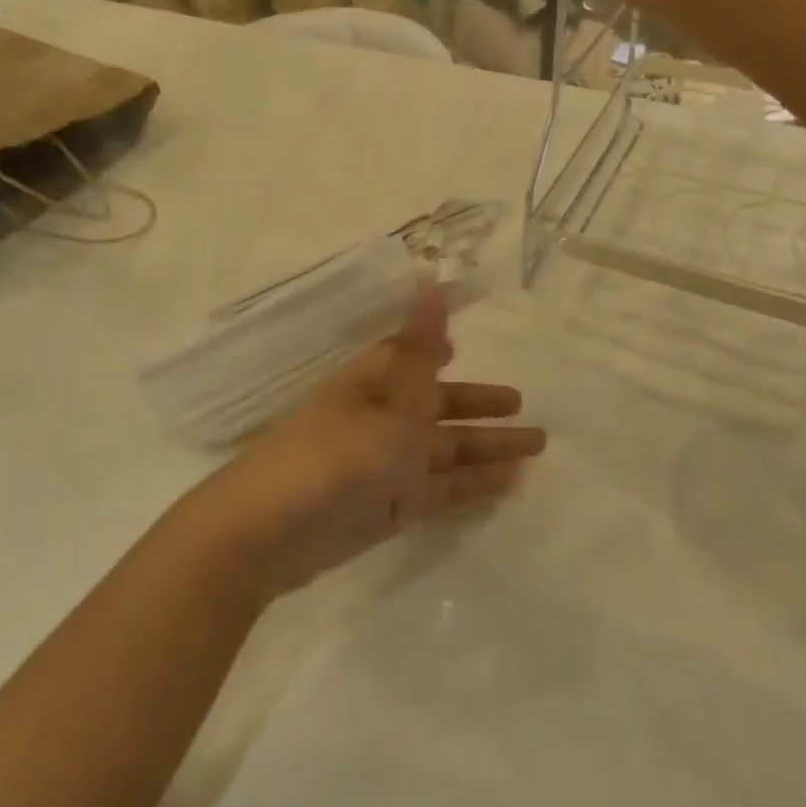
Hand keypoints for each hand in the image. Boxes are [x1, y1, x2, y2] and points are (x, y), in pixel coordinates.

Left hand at [197, 287, 544, 594]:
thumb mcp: (388, 396)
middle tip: (525, 407)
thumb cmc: (334, 452)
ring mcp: (384, 467)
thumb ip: (420, 345)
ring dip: (485, 449)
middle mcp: (380, 419)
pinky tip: (507, 485)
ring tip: (535, 448)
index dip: (437, 351)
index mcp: (373, 382)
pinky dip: (471, 486)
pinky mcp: (389, 509)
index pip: (410, 358)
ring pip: (444, 452)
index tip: (463, 346)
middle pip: (436, 407)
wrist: (270, 530)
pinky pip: (440, 491)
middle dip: (477, 406)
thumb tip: (431, 277)